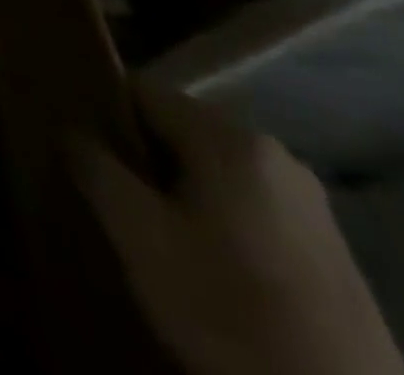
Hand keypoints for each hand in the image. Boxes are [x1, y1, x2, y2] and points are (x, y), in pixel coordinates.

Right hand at [72, 77, 403, 374]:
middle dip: (140, 156)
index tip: (76, 144)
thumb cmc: (228, 312)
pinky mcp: (332, 255)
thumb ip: (94, 166)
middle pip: (178, 131)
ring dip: (177, 192)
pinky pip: (248, 208)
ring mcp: (312, 207)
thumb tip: (70, 129)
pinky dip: (216, 222)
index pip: (139, 90)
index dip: (100, 110)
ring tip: (149, 232)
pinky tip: (202, 264)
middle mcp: (276, 154)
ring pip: (213, 173)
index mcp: (230, 137)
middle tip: (108, 194)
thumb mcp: (138, 236)